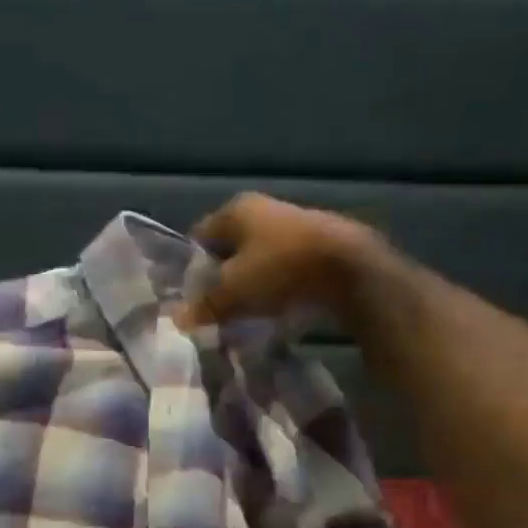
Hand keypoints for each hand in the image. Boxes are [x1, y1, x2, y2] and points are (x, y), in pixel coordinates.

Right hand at [175, 193, 396, 330]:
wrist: (349, 268)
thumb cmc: (279, 269)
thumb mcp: (232, 292)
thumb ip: (204, 305)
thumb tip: (179, 319)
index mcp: (235, 210)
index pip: (198, 237)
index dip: (191, 268)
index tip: (190, 298)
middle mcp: (263, 209)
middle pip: (229, 248)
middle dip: (220, 278)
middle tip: (213, 310)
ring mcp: (292, 224)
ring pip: (256, 258)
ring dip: (248, 284)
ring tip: (242, 314)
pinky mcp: (316, 244)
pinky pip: (282, 267)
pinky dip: (273, 286)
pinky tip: (273, 309)